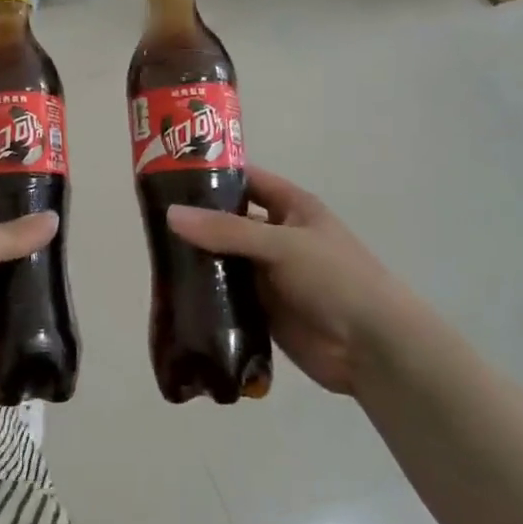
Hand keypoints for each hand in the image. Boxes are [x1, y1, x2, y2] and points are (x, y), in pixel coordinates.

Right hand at [167, 166, 434, 396]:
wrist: (373, 348)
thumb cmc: (336, 279)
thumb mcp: (283, 244)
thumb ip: (227, 230)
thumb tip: (171, 214)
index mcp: (292, 208)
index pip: (247, 180)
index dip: (213, 175)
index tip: (168, 175)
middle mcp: (278, 236)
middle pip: (230, 221)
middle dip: (196, 220)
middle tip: (150, 220)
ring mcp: (269, 274)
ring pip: (225, 259)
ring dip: (198, 259)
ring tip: (154, 256)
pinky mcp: (262, 309)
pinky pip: (227, 294)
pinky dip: (205, 293)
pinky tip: (173, 293)